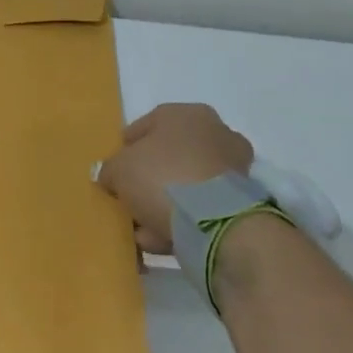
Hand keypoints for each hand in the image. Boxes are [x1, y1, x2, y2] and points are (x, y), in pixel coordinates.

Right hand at [96, 103, 252, 252]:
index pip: (147, 125)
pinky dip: (181, 221)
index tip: (113, 172)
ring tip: (141, 230)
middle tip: (128, 201)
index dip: (125, 149)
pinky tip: (160, 239)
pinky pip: (200, 208)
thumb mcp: (119, 169)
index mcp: (187, 114)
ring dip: (163, 205)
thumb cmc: (162, 178)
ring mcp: (232, 168)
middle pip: (168, 157)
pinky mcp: (241, 201)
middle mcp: (215, 133)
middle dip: (147, 180)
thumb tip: (112, 178)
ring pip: (185, 185)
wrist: (215, 223)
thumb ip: (110, 169)